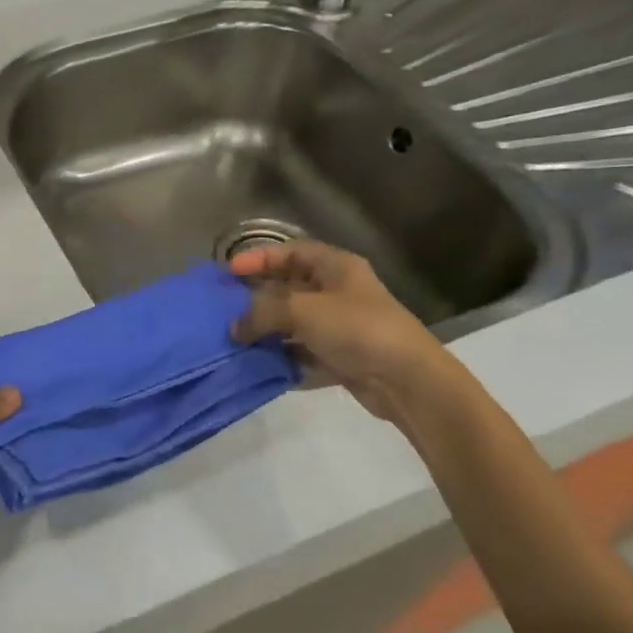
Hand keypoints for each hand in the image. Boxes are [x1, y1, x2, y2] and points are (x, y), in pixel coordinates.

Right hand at [230, 241, 448, 424]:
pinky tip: (258, 365)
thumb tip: (233, 327)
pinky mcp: (341, 358)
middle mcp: (338, 292)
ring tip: (234, 339)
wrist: (407, 380)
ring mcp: (340, 327)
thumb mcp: (302, 310)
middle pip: (289, 288)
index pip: (291, 252)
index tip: (229, 271)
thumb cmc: (356, 329)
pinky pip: (302, 353)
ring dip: (266, 332)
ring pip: (293, 323)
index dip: (259, 258)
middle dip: (257, 298)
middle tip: (225, 308)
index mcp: (336, 267)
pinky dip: (282, 358)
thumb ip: (261, 313)